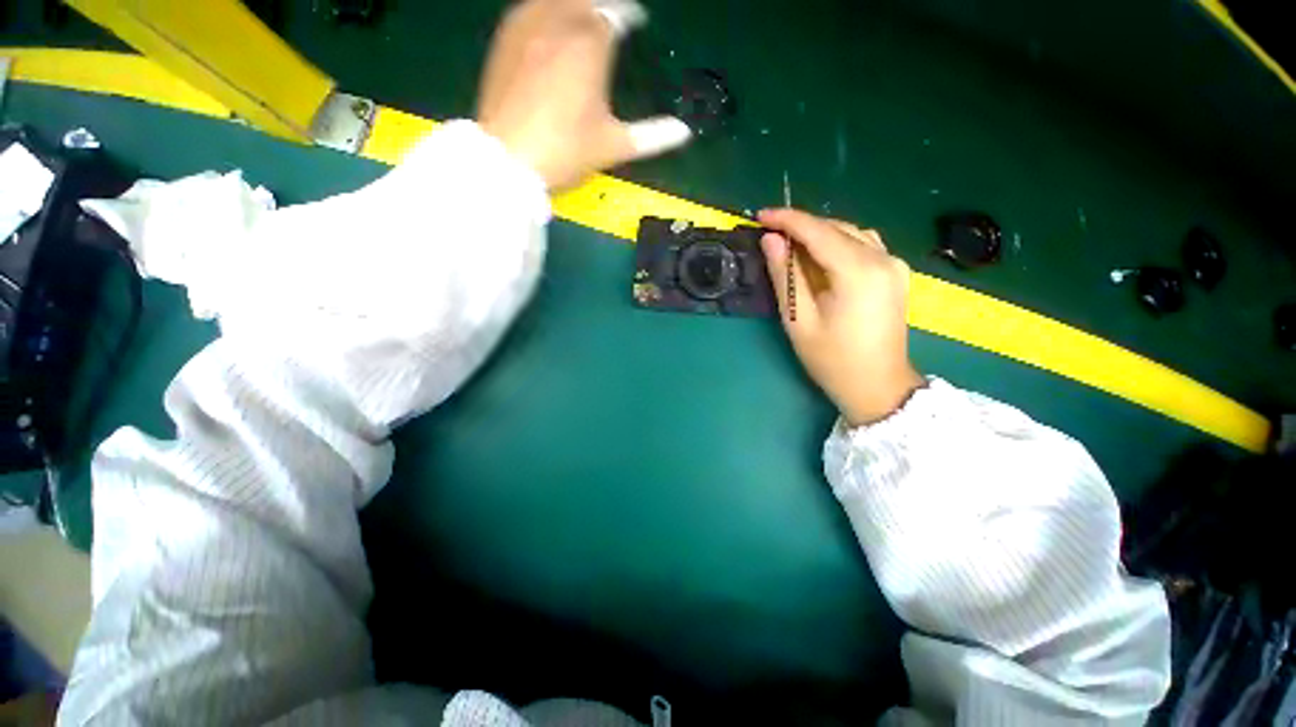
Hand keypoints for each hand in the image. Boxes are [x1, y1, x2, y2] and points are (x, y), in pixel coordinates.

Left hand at [477, 0, 691, 189]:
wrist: (510, 160)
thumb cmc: (566, 152)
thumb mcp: (613, 146)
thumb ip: (652, 136)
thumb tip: (684, 132)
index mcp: (591, 45)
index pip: (617, 14)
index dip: (629, 15)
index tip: (637, 21)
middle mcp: (560, 23)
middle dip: (602, 3)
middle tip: (612, 15)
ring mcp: (527, 26)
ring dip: (574, 3)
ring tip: (583, 15)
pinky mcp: (505, 38)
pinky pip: (529, 7)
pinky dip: (546, 8)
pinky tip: (550, 21)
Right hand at [760, 209, 924, 426]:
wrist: (878, 386)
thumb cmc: (832, 360)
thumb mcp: (799, 320)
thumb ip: (785, 276)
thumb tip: (771, 241)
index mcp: (858, 272)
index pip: (818, 231)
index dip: (786, 220)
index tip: (759, 216)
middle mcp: (883, 259)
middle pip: (836, 228)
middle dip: (801, 226)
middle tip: (769, 234)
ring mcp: (894, 265)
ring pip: (851, 233)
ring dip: (818, 234)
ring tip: (790, 245)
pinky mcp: (895, 273)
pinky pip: (863, 245)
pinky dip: (837, 243)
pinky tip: (820, 256)